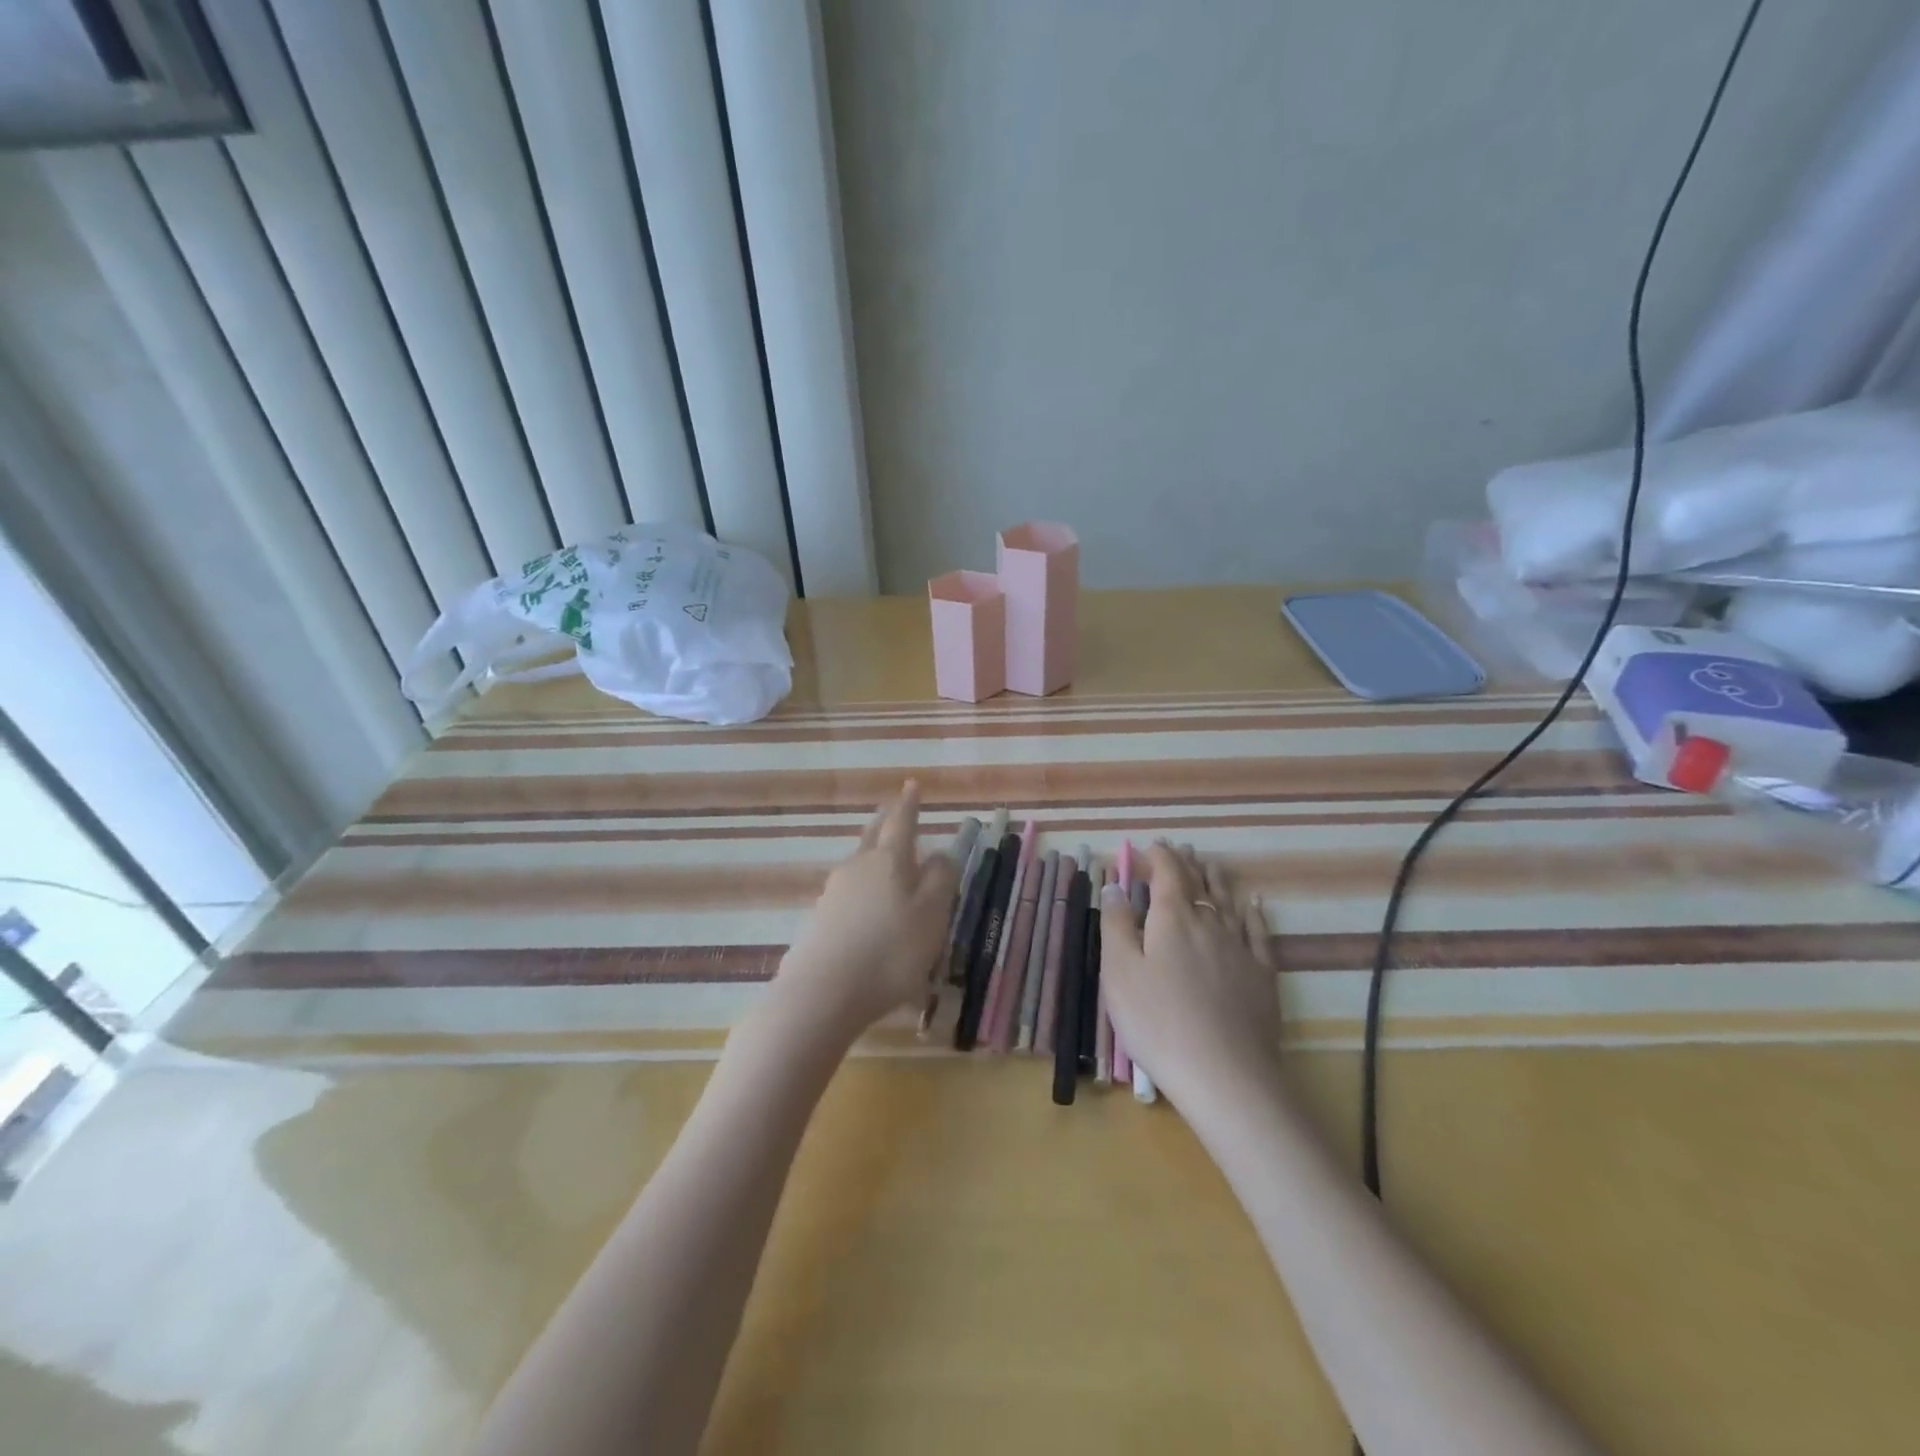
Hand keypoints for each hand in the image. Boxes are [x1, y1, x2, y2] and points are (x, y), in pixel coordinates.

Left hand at [773, 782, 960, 1039]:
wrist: (822, 994)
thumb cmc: (890, 952)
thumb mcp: (932, 916)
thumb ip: (940, 880)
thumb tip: (940, 854)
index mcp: (889, 860)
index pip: (902, 821)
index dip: (910, 803)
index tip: (912, 784)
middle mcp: (857, 867)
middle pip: (873, 836)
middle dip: (886, 822)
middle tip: (894, 810)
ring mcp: (833, 892)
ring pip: (859, 863)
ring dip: (873, 855)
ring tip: (884, 857)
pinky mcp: (819, 920)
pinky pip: (848, 893)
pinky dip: (862, 890)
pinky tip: (867, 909)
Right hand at [1099, 841, 1280, 1110]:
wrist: (1225, 1075)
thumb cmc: (1158, 1021)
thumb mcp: (1120, 972)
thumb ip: (1116, 924)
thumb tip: (1116, 884)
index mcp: (1172, 919)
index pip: (1167, 874)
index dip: (1159, 856)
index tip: (1151, 845)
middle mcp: (1209, 924)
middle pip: (1199, 885)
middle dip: (1188, 865)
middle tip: (1182, 850)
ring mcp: (1240, 949)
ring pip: (1229, 904)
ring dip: (1218, 882)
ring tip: (1212, 866)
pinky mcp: (1263, 976)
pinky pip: (1259, 933)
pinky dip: (1254, 914)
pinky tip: (1255, 905)